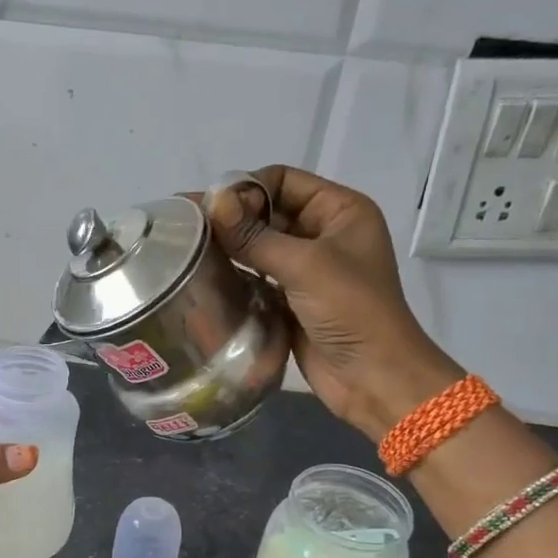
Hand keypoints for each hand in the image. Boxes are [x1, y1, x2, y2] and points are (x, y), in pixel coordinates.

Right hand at [210, 165, 461, 438]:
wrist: (373, 377)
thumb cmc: (351, 310)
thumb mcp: (305, 265)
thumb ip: (254, 235)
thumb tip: (210, 202)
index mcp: (340, 211)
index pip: (283, 180)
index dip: (247, 188)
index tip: (209, 208)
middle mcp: (323, 234)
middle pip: (268, 212)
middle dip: (231, 218)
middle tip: (184, 226)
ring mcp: (307, 270)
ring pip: (259, 247)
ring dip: (228, 247)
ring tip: (186, 250)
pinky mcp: (291, 301)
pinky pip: (256, 278)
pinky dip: (234, 276)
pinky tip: (203, 278)